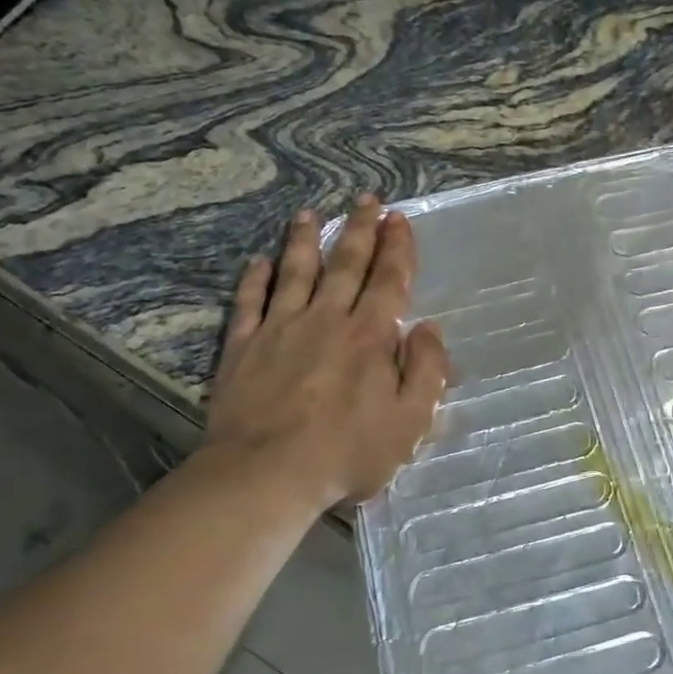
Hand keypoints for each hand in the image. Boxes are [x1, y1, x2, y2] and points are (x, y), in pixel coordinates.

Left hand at [201, 197, 449, 508]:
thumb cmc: (347, 452)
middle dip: (360, 229)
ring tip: (309, 214)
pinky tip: (259, 261)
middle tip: (366, 200)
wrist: (266, 473)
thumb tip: (429, 329)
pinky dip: (255, 278)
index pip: (389, 280)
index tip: (399, 218)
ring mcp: (280, 328)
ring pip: (296, 272)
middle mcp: (326, 319)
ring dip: (305, 240)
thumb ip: (426, 371)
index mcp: (370, 336)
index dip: (397, 248)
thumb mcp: (410, 421)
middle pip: (346, 264)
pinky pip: (249, 302)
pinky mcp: (243, 347)